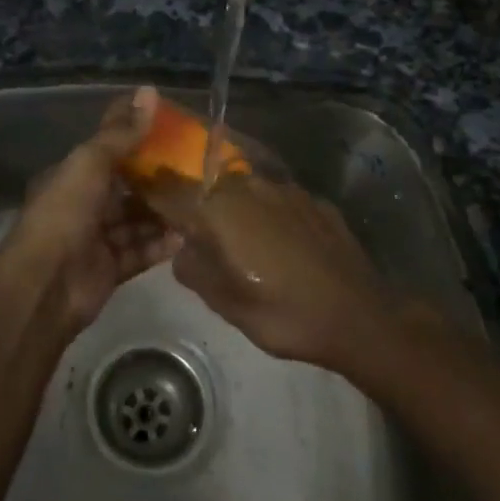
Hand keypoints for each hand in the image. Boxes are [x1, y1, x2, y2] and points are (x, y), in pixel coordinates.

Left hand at [0, 87, 181, 330]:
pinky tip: (187, 236)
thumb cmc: (66, 212)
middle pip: (126, 187)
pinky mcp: (110, 269)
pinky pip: (141, 252)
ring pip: (136, 221)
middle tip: (196, 168)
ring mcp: (97, 238)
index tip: (173, 129)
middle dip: (157, 179)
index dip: (136, 138)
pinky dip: (161, 245)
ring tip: (200, 201)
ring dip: (163, 213)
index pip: (108, 150)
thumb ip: (122, 133)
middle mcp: (84, 204)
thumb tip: (149, 90)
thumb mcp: (91, 162)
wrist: (46, 283)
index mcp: (73, 175)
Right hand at [152, 172, 393, 373]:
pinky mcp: (314, 200)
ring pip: (244, 188)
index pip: (171, 191)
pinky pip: (276, 199)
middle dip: (194, 198)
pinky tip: (276, 240)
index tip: (140, 196)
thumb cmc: (285, 315)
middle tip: (190, 225)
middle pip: (207, 184)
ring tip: (236, 235)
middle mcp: (249, 188)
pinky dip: (267, 213)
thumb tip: (182, 249)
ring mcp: (285, 190)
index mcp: (220, 211)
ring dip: (232, 205)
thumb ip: (194, 270)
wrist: (359, 316)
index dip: (152, 192)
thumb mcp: (227, 305)